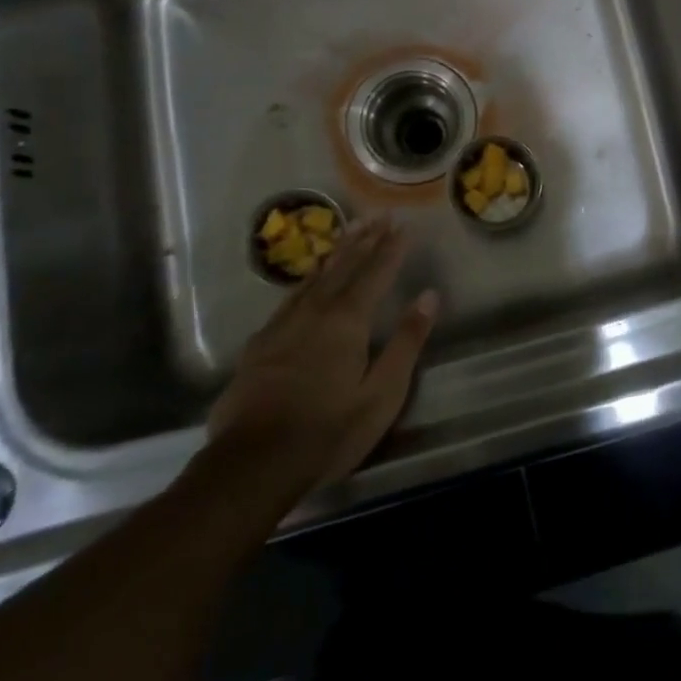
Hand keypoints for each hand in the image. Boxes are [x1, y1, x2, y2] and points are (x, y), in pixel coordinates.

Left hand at [202, 218, 436, 525]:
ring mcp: (282, 326)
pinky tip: (306, 280)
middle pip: (344, 267)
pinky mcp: (259, 344)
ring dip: (336, 253)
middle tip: (378, 215)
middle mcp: (315, 312)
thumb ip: (406, 342)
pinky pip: (290, 298)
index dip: (391, 249)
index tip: (403, 225)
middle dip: (365, 240)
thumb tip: (429, 296)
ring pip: (314, 277)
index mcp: (348, 321)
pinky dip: (306, 280)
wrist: (251, 465)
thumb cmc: (328, 431)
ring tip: (348, 232)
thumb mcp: (382, 393)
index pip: (376, 273)